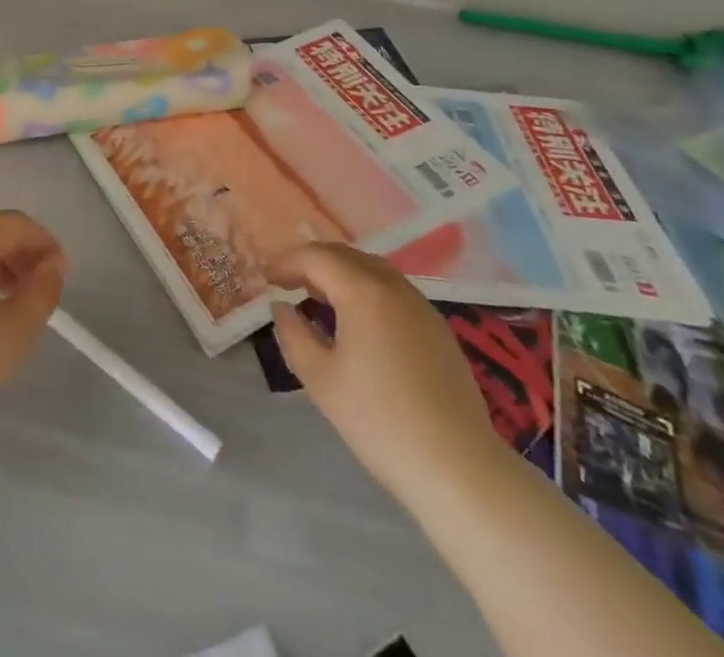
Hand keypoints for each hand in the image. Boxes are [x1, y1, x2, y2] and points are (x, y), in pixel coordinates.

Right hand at [268, 243, 503, 492]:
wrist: (457, 466)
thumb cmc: (379, 421)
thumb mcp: (321, 379)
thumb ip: (294, 335)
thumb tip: (282, 308)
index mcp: (363, 290)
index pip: (316, 257)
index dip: (287, 262)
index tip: (266, 277)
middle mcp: (393, 286)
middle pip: (346, 256)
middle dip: (313, 263)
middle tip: (288, 283)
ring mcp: (421, 305)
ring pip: (372, 270)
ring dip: (341, 274)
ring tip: (319, 298)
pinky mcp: (438, 328)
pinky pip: (393, 290)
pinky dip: (366, 290)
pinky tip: (359, 321)